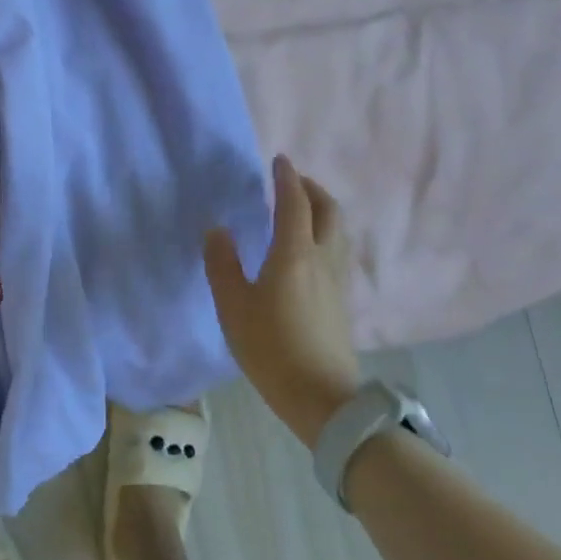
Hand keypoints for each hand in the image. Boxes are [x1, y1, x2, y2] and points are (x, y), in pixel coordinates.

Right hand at [204, 155, 361, 448]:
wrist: (322, 398)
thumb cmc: (271, 348)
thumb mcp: (233, 307)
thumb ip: (222, 265)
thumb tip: (218, 230)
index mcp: (294, 254)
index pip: (294, 203)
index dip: (286, 178)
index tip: (279, 160)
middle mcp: (322, 259)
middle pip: (328, 210)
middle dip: (312, 188)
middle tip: (291, 181)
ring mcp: (338, 280)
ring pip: (337, 230)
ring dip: (321, 210)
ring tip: (300, 210)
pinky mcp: (342, 300)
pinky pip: (337, 250)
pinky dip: (324, 233)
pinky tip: (307, 249)